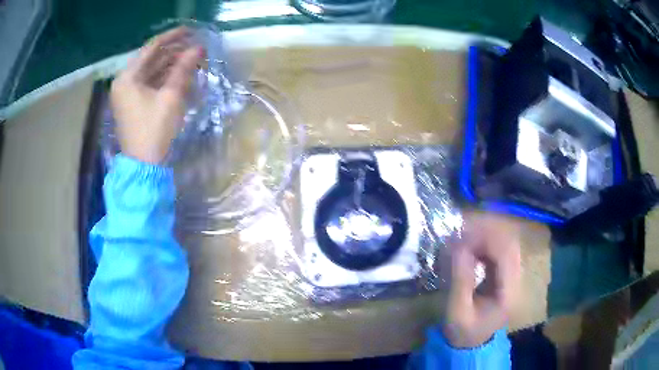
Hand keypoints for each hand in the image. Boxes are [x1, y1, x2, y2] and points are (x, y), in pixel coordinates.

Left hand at [111, 27, 203, 163]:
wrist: (144, 166)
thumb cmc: (154, 129)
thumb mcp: (171, 96)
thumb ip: (183, 68)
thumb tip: (198, 48)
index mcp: (127, 77)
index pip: (151, 48)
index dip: (172, 37)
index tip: (191, 31)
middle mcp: (124, 82)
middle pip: (151, 59)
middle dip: (173, 52)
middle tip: (195, 47)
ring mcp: (127, 95)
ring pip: (151, 72)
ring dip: (171, 65)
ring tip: (192, 59)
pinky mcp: (133, 105)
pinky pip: (149, 84)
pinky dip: (164, 79)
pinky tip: (180, 75)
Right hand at [443, 213, 521, 347]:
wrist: (470, 344)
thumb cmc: (463, 332)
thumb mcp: (457, 311)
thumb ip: (459, 279)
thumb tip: (457, 245)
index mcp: (509, 291)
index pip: (506, 252)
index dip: (486, 237)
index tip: (462, 233)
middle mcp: (516, 279)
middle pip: (509, 243)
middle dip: (486, 232)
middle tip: (460, 231)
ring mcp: (512, 276)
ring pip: (505, 244)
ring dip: (485, 236)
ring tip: (462, 236)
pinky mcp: (504, 275)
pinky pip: (498, 251)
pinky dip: (484, 244)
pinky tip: (469, 246)